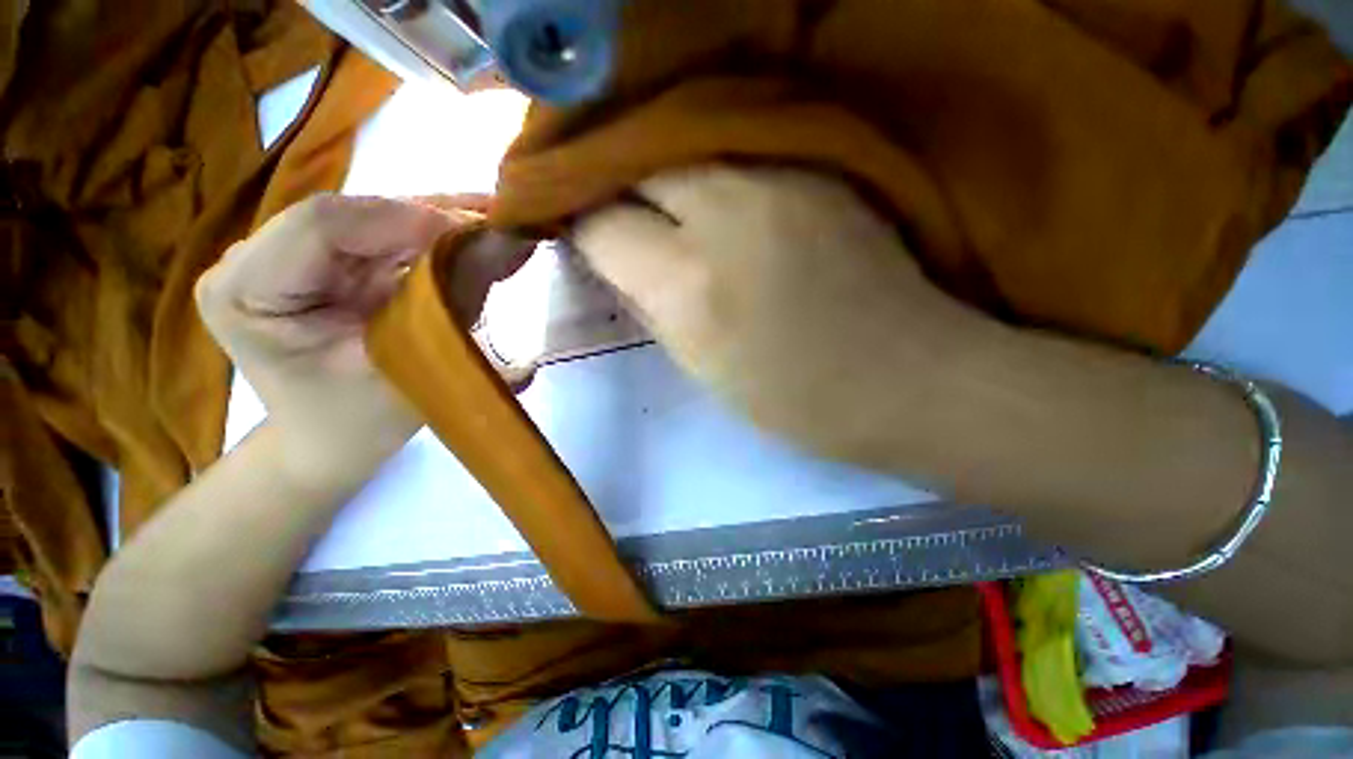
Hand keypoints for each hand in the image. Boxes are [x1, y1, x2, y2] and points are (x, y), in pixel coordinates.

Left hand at [195, 194, 474, 489]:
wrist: (332, 441)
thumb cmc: (361, 422)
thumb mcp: (407, 365)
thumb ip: (452, 300)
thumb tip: (503, 243)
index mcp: (245, 291)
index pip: (322, 224)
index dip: (406, 220)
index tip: (477, 234)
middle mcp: (253, 258)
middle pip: (350, 214)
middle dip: (430, 217)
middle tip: (497, 227)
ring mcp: (283, 255)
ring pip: (370, 217)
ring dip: (436, 221)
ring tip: (492, 225)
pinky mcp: (317, 261)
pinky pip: (379, 234)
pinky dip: (429, 235)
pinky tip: (469, 234)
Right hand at [574, 166, 997, 462]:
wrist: (904, 377)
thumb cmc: (795, 397)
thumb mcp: (701, 365)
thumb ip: (651, 303)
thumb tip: (618, 258)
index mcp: (689, 284)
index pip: (601, 223)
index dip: (582, 227)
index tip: (583, 237)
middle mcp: (726, 211)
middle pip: (636, 163)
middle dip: (616, 186)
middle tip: (619, 214)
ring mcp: (780, 176)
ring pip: (685, 147)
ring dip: (660, 173)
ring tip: (663, 205)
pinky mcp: (819, 167)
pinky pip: (736, 151)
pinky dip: (709, 170)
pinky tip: (716, 199)